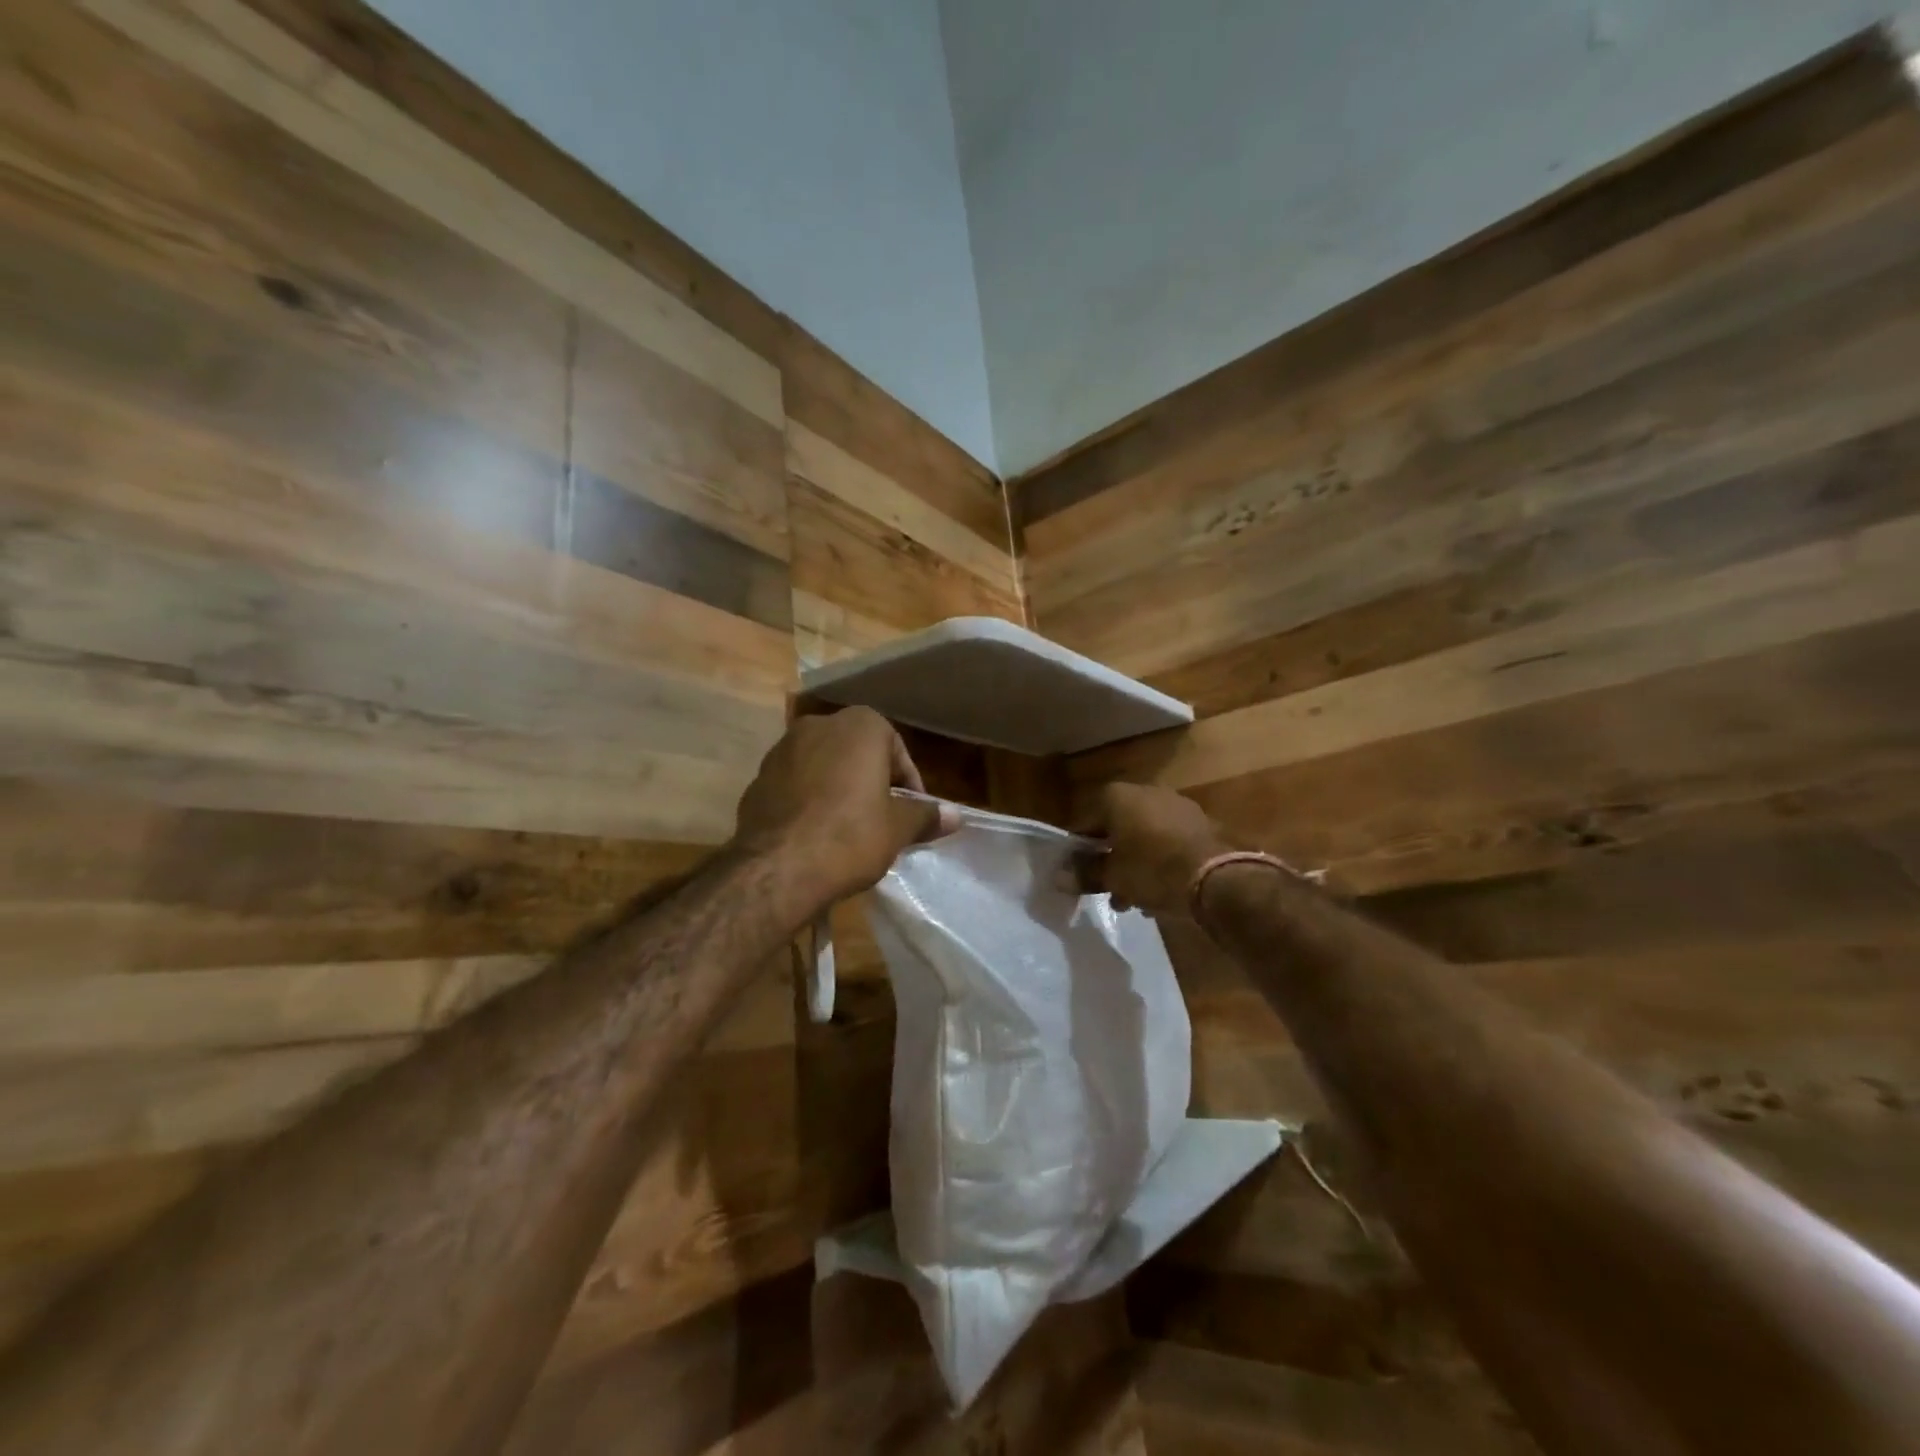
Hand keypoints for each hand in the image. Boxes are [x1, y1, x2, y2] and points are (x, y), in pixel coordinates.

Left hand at [733, 707, 952, 914]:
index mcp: (859, 725)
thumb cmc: (850, 836)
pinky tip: (816, 834)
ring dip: (840, 790)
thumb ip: (926, 815)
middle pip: (858, 754)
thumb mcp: (898, 828)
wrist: (776, 868)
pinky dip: (810, 802)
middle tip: (884, 821)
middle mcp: (818, 725)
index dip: (908, 784)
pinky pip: (796, 785)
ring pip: (825, 767)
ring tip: (849, 830)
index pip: (896, 750)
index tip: (912, 814)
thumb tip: (956, 815)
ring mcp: (782, 749)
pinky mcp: (758, 778)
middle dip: (872, 783)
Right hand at [1075, 783, 1233, 916]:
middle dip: (1111, 859)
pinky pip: (1169, 842)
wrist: (1217, 877)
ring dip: (1135, 864)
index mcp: (1117, 796)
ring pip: (1144, 837)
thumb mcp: (1112, 876)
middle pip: (1117, 828)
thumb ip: (1085, 874)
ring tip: (1134, 899)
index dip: (1079, 851)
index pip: (1086, 822)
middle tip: (1107, 889)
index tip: (1077, 874)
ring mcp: (1177, 805)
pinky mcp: (1201, 823)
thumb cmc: (1153, 869)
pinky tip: (1161, 892)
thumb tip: (1059, 878)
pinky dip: (1160, 862)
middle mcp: (1146, 792)